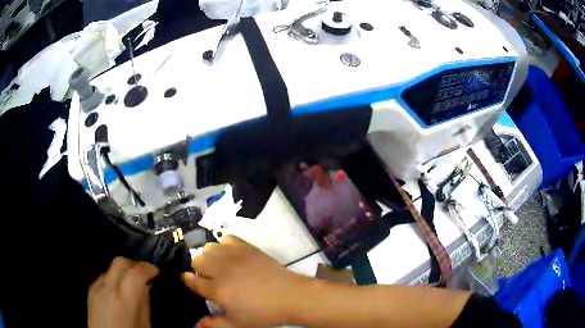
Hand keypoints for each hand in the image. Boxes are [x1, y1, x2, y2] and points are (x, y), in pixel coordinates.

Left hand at [88, 257, 158, 327]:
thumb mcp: (144, 324)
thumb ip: (144, 303)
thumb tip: (146, 287)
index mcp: (124, 299)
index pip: (136, 272)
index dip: (148, 268)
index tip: (154, 271)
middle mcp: (108, 289)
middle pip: (120, 263)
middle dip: (133, 264)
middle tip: (143, 274)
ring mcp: (97, 288)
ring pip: (111, 269)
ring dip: (123, 272)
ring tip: (130, 285)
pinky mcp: (90, 291)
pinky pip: (103, 278)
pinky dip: (113, 279)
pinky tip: (118, 291)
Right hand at [183, 235, 311, 327]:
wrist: (289, 296)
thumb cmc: (262, 313)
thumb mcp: (236, 324)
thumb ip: (213, 324)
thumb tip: (194, 325)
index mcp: (216, 289)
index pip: (192, 280)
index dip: (188, 280)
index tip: (189, 281)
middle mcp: (220, 269)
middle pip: (197, 260)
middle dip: (199, 269)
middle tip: (209, 277)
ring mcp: (233, 255)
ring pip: (208, 247)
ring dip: (210, 256)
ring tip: (220, 266)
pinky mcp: (246, 246)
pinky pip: (227, 238)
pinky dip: (225, 245)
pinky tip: (232, 255)